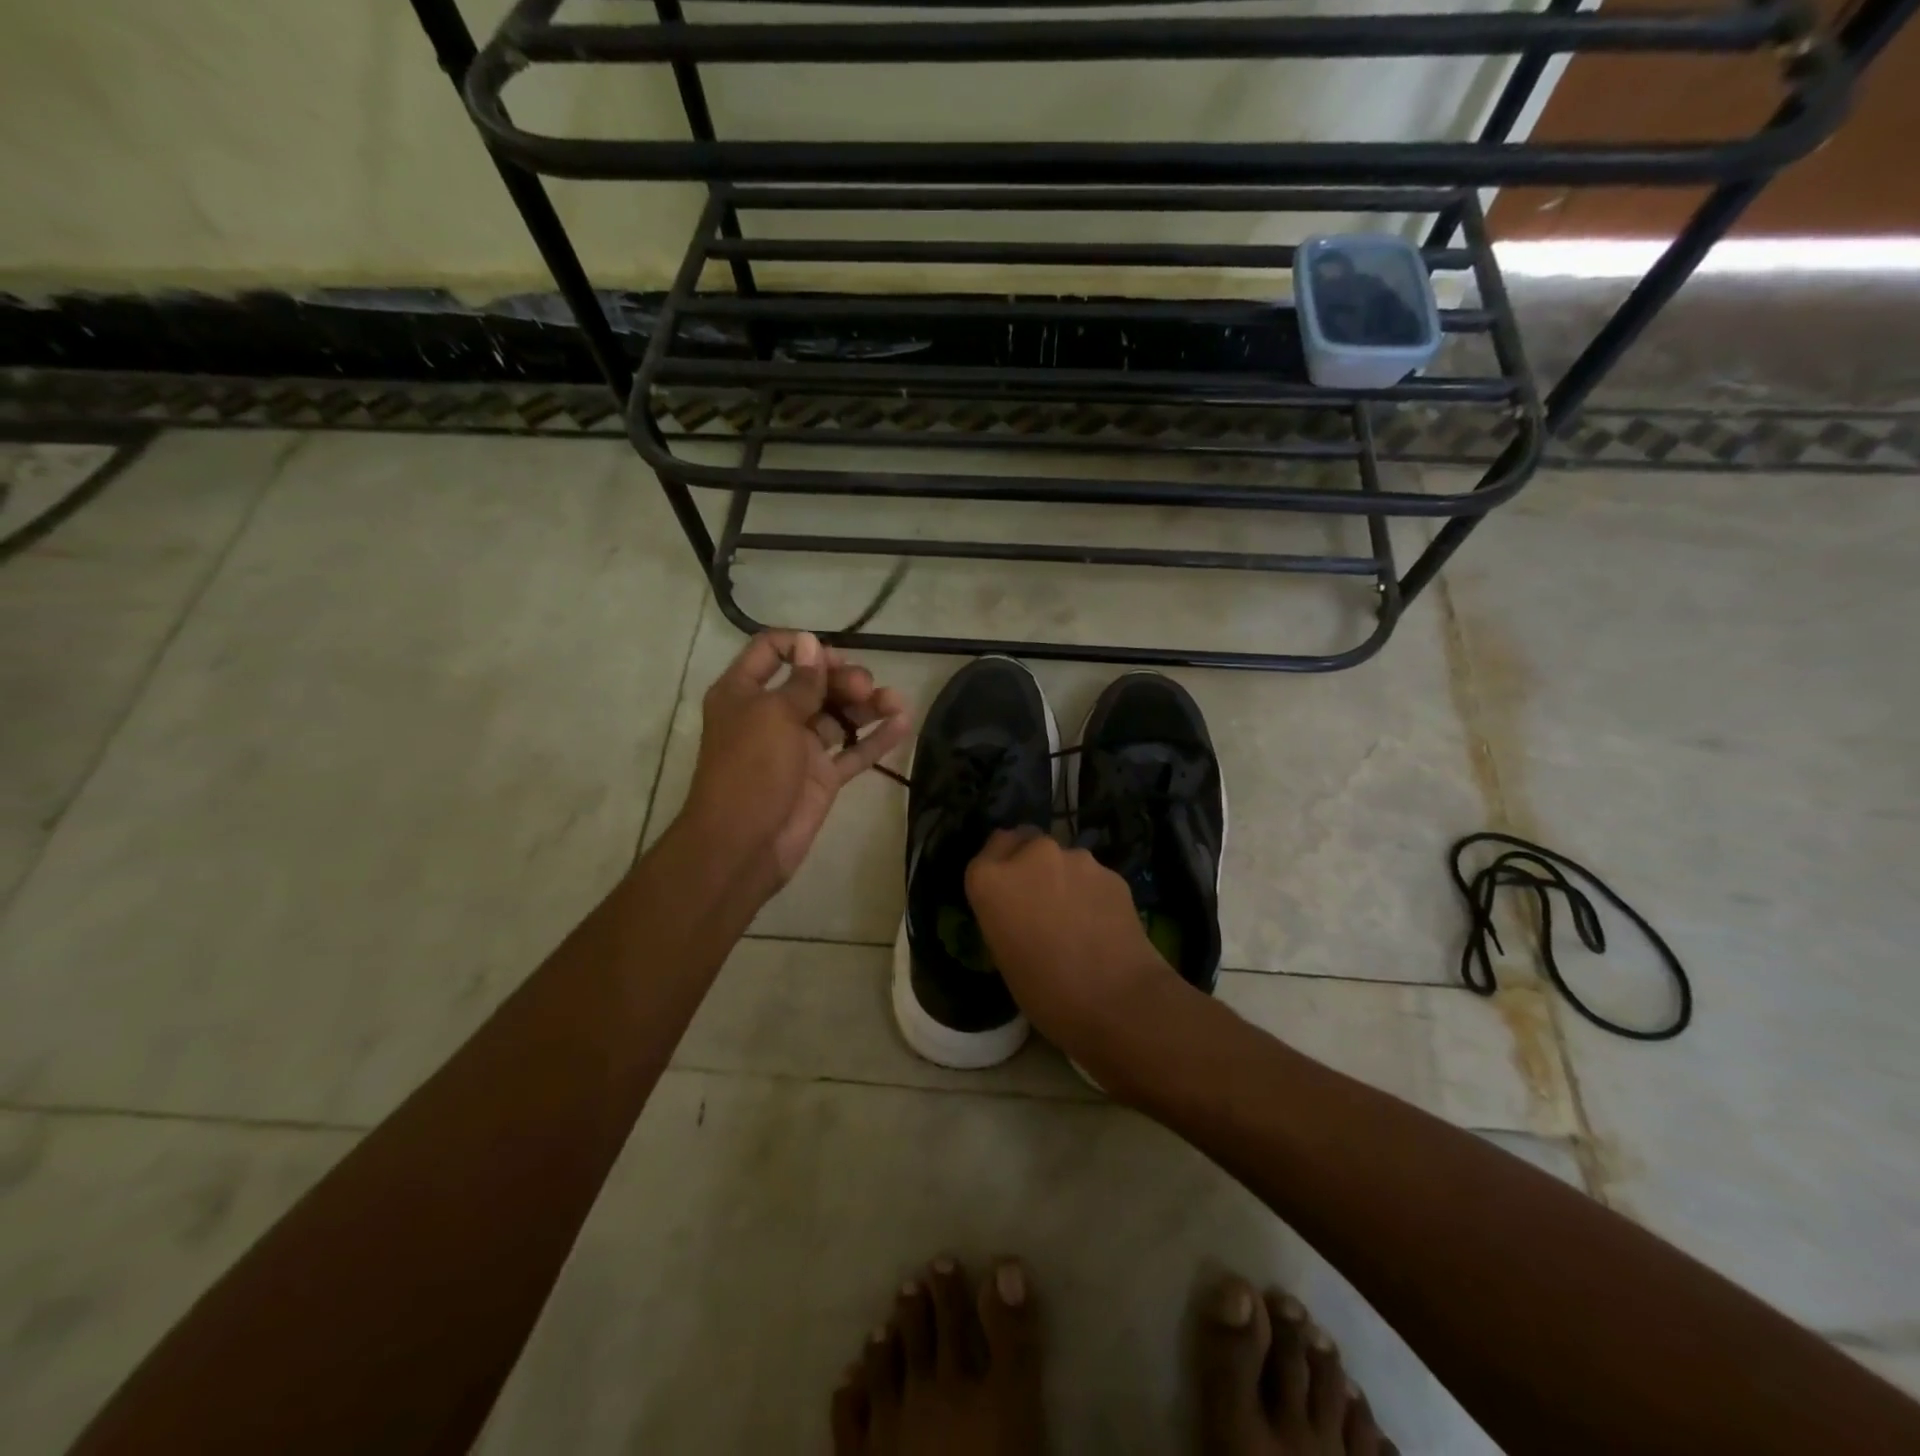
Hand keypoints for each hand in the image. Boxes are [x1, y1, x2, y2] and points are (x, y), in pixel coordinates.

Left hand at [677, 630, 910, 898]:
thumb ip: (801, 681)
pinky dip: (876, 738)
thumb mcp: (773, 716)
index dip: (801, 646)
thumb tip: (810, 641)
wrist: (744, 845)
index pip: (771, 651)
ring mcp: (800, 747)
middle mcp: (772, 715)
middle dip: (842, 679)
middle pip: (814, 683)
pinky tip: (904, 723)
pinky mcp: (822, 776)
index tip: (830, 655)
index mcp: (745, 693)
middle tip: (864, 687)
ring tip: (896, 701)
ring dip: (868, 705)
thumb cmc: (750, 770)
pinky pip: (853, 751)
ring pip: (838, 716)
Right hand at [964, 827, 1183, 1061]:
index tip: (1007, 892)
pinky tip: (1101, 923)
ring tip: (1076, 917)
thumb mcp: (1003, 954)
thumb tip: (1020, 908)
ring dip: (1064, 878)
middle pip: (1026, 842)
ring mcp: (1075, 859)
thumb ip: (1005, 913)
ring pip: (1063, 859)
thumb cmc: (1046, 991)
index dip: (1000, 868)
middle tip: (1040, 901)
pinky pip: (1092, 876)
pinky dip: (1092, 891)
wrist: (1118, 1000)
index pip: (990, 849)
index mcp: (991, 878)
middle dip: (1031, 864)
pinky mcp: (1111, 871)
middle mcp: (1031, 855)